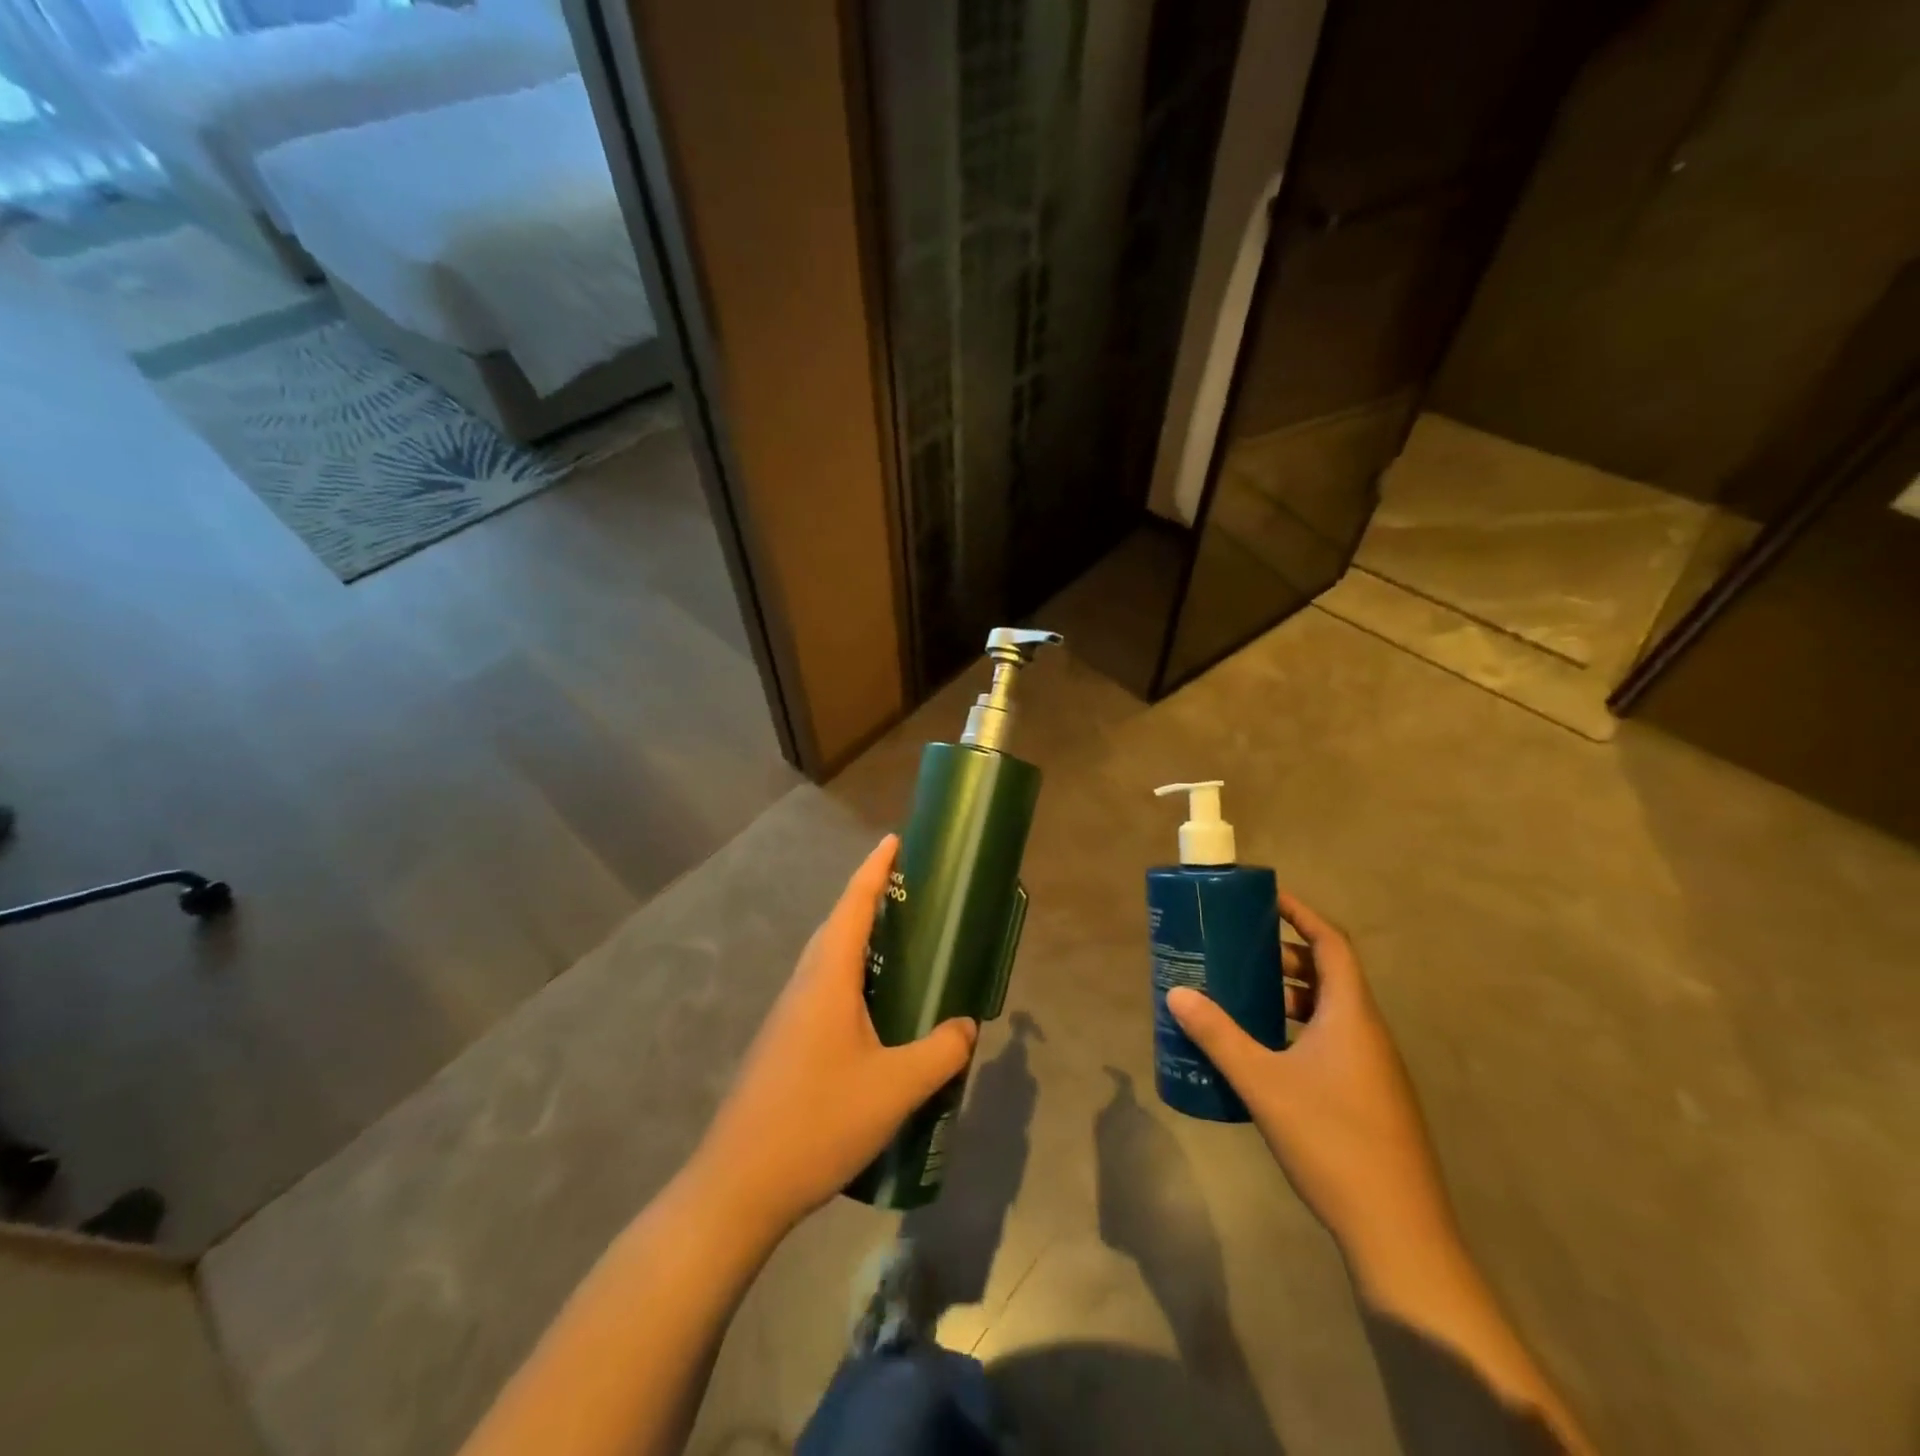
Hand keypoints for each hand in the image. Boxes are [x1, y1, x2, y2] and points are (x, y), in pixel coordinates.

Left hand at [694, 836, 978, 1233]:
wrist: (739, 1185)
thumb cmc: (818, 1121)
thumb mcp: (895, 1087)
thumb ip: (940, 1052)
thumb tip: (967, 1026)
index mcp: (827, 977)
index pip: (853, 904)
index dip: (875, 869)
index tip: (894, 840)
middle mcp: (804, 984)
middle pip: (838, 925)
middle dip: (871, 899)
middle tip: (912, 893)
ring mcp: (789, 1014)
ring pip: (828, 960)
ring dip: (860, 941)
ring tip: (901, 946)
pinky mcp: (785, 1042)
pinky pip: (824, 990)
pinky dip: (852, 978)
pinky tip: (875, 1011)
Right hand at [1166, 893, 1452, 1259]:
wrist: (1398, 1231)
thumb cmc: (1331, 1140)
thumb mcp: (1263, 1083)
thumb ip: (1218, 1036)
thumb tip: (1176, 994)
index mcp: (1351, 1015)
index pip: (1332, 943)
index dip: (1302, 914)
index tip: (1267, 899)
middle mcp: (1368, 1033)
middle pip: (1330, 974)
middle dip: (1286, 955)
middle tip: (1241, 949)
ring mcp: (1373, 1068)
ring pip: (1331, 1011)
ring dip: (1291, 995)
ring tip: (1245, 995)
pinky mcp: (1370, 1097)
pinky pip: (1333, 1041)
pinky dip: (1300, 1029)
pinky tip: (1266, 1052)